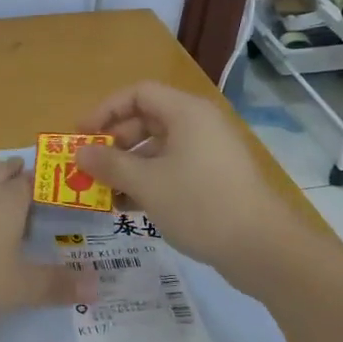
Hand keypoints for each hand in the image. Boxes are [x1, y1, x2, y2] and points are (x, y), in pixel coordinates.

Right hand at [73, 81, 305, 286]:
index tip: (80, 136)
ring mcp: (209, 153)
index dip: (105, 110)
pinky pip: (173, 169)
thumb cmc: (200, 204)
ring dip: (128, 167)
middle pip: (147, 120)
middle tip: (90, 167)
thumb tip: (81, 153)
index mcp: (186, 113)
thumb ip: (110, 164)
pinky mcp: (215, 179)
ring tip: (104, 192)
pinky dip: (149, 182)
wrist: (262, 248)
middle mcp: (199, 125)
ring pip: (159, 149)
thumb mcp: (147, 184)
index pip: (138, 94)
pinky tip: (128, 207)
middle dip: (114, 142)